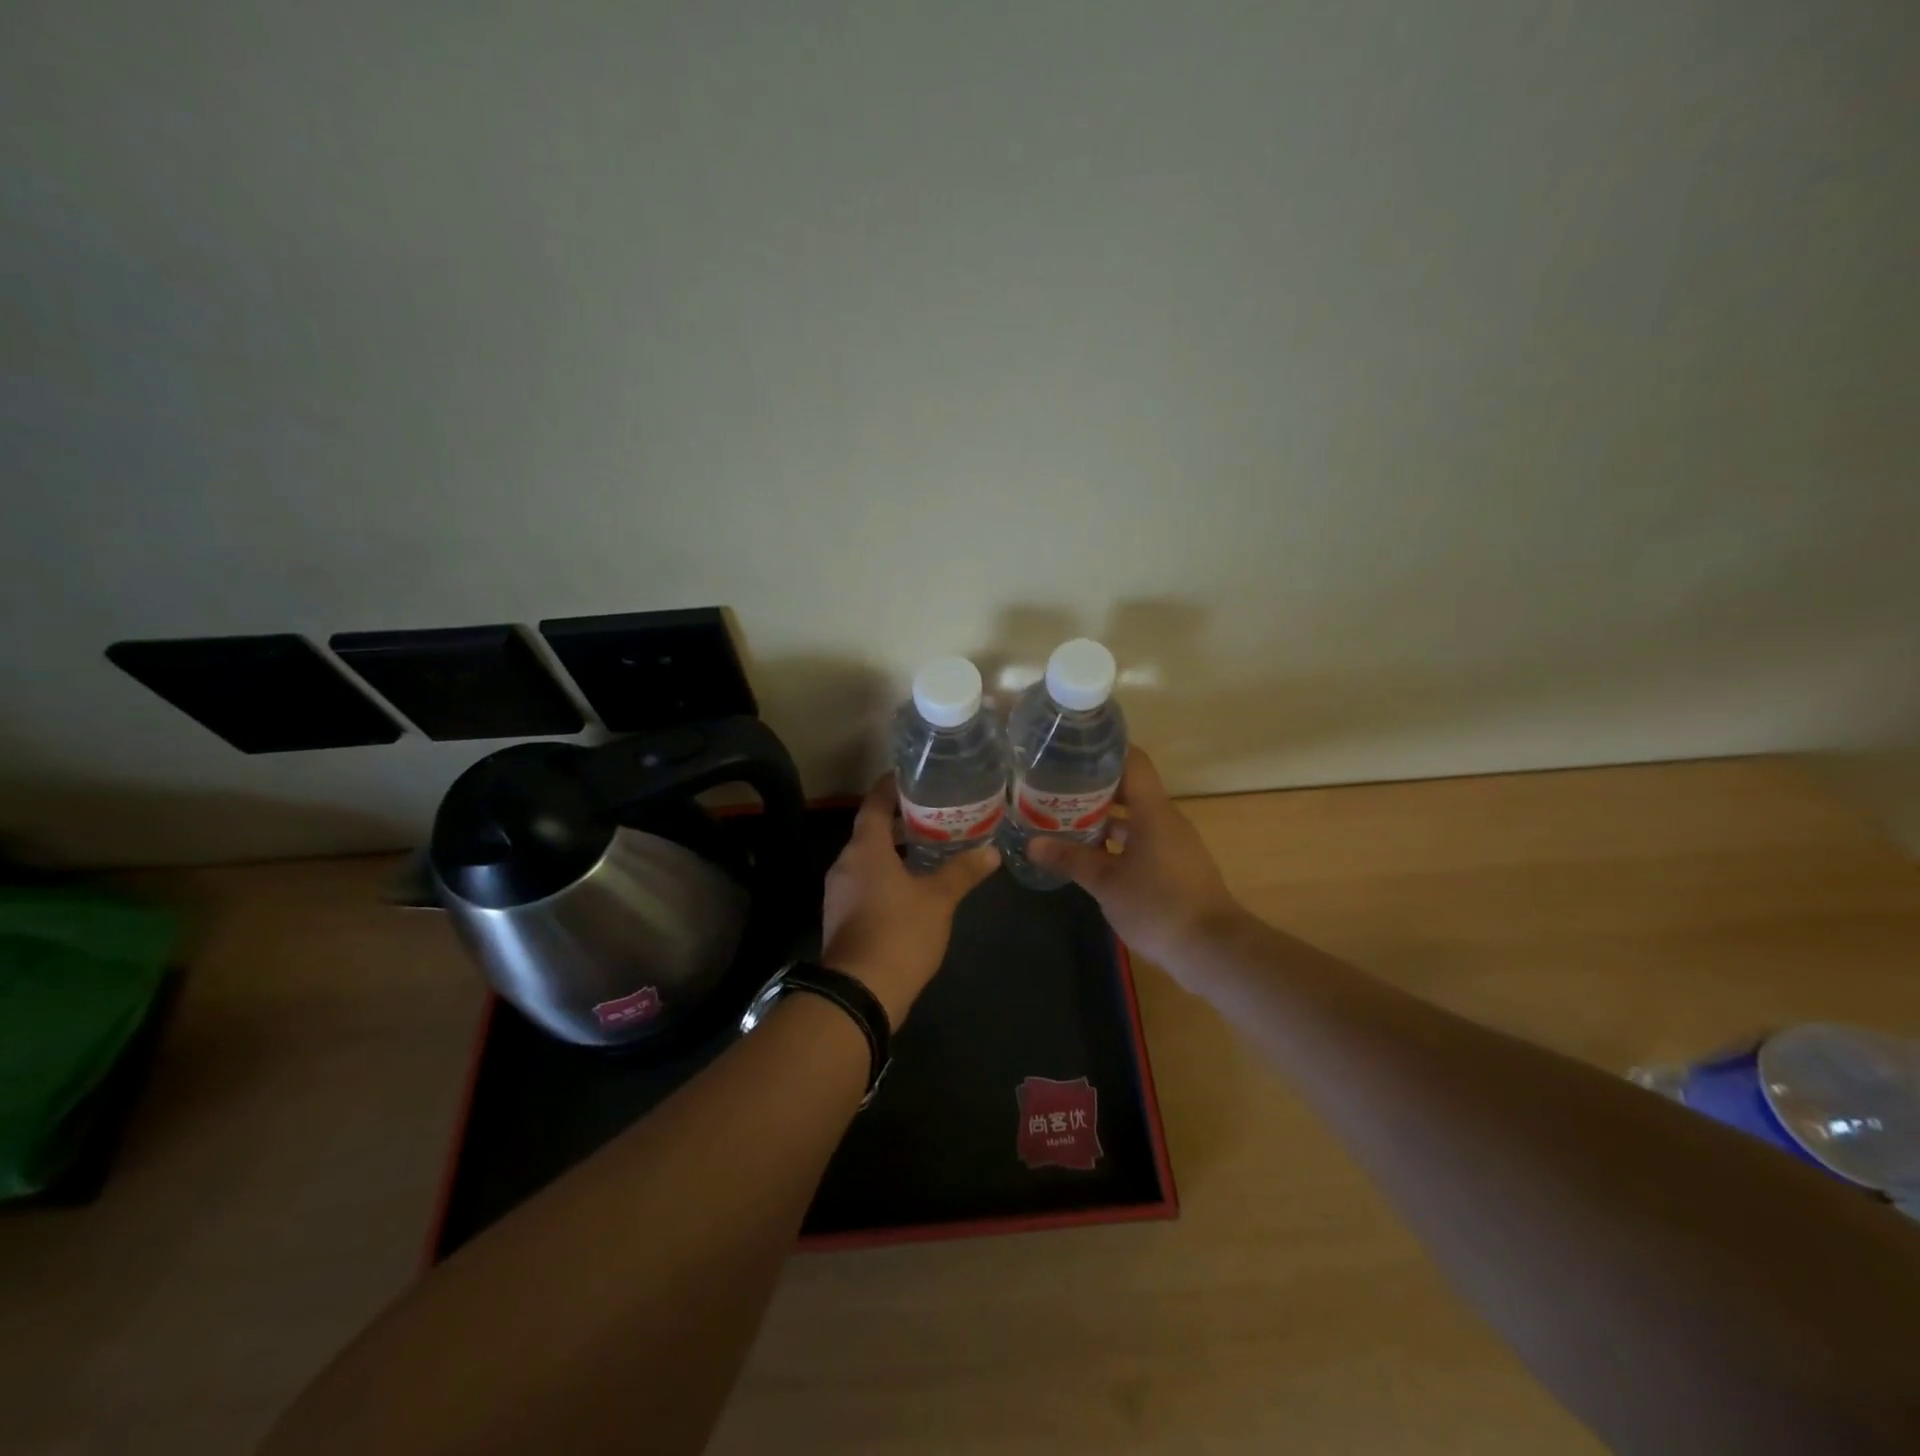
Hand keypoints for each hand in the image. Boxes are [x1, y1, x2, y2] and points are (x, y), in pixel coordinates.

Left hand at [820, 774, 999, 1026]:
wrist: (860, 992)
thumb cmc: (899, 932)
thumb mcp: (939, 899)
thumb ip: (963, 871)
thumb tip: (991, 851)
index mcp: (865, 849)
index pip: (874, 804)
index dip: (891, 788)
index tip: (911, 777)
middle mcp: (846, 863)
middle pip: (871, 830)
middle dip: (900, 821)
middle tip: (934, 813)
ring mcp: (840, 892)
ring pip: (868, 858)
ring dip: (894, 850)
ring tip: (929, 846)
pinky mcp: (843, 916)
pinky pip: (865, 882)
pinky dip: (887, 874)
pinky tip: (913, 884)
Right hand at [1027, 747, 1244, 977]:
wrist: (1212, 950)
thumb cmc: (1158, 906)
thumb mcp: (1106, 883)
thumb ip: (1071, 860)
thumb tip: (1032, 844)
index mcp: (1153, 812)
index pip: (1133, 761)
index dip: (1105, 750)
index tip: (1072, 750)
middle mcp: (1166, 819)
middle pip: (1129, 789)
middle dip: (1092, 788)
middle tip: (1054, 789)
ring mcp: (1173, 844)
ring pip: (1134, 818)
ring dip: (1102, 818)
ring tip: (1064, 821)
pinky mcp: (1175, 866)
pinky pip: (1142, 841)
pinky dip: (1117, 842)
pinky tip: (1090, 856)